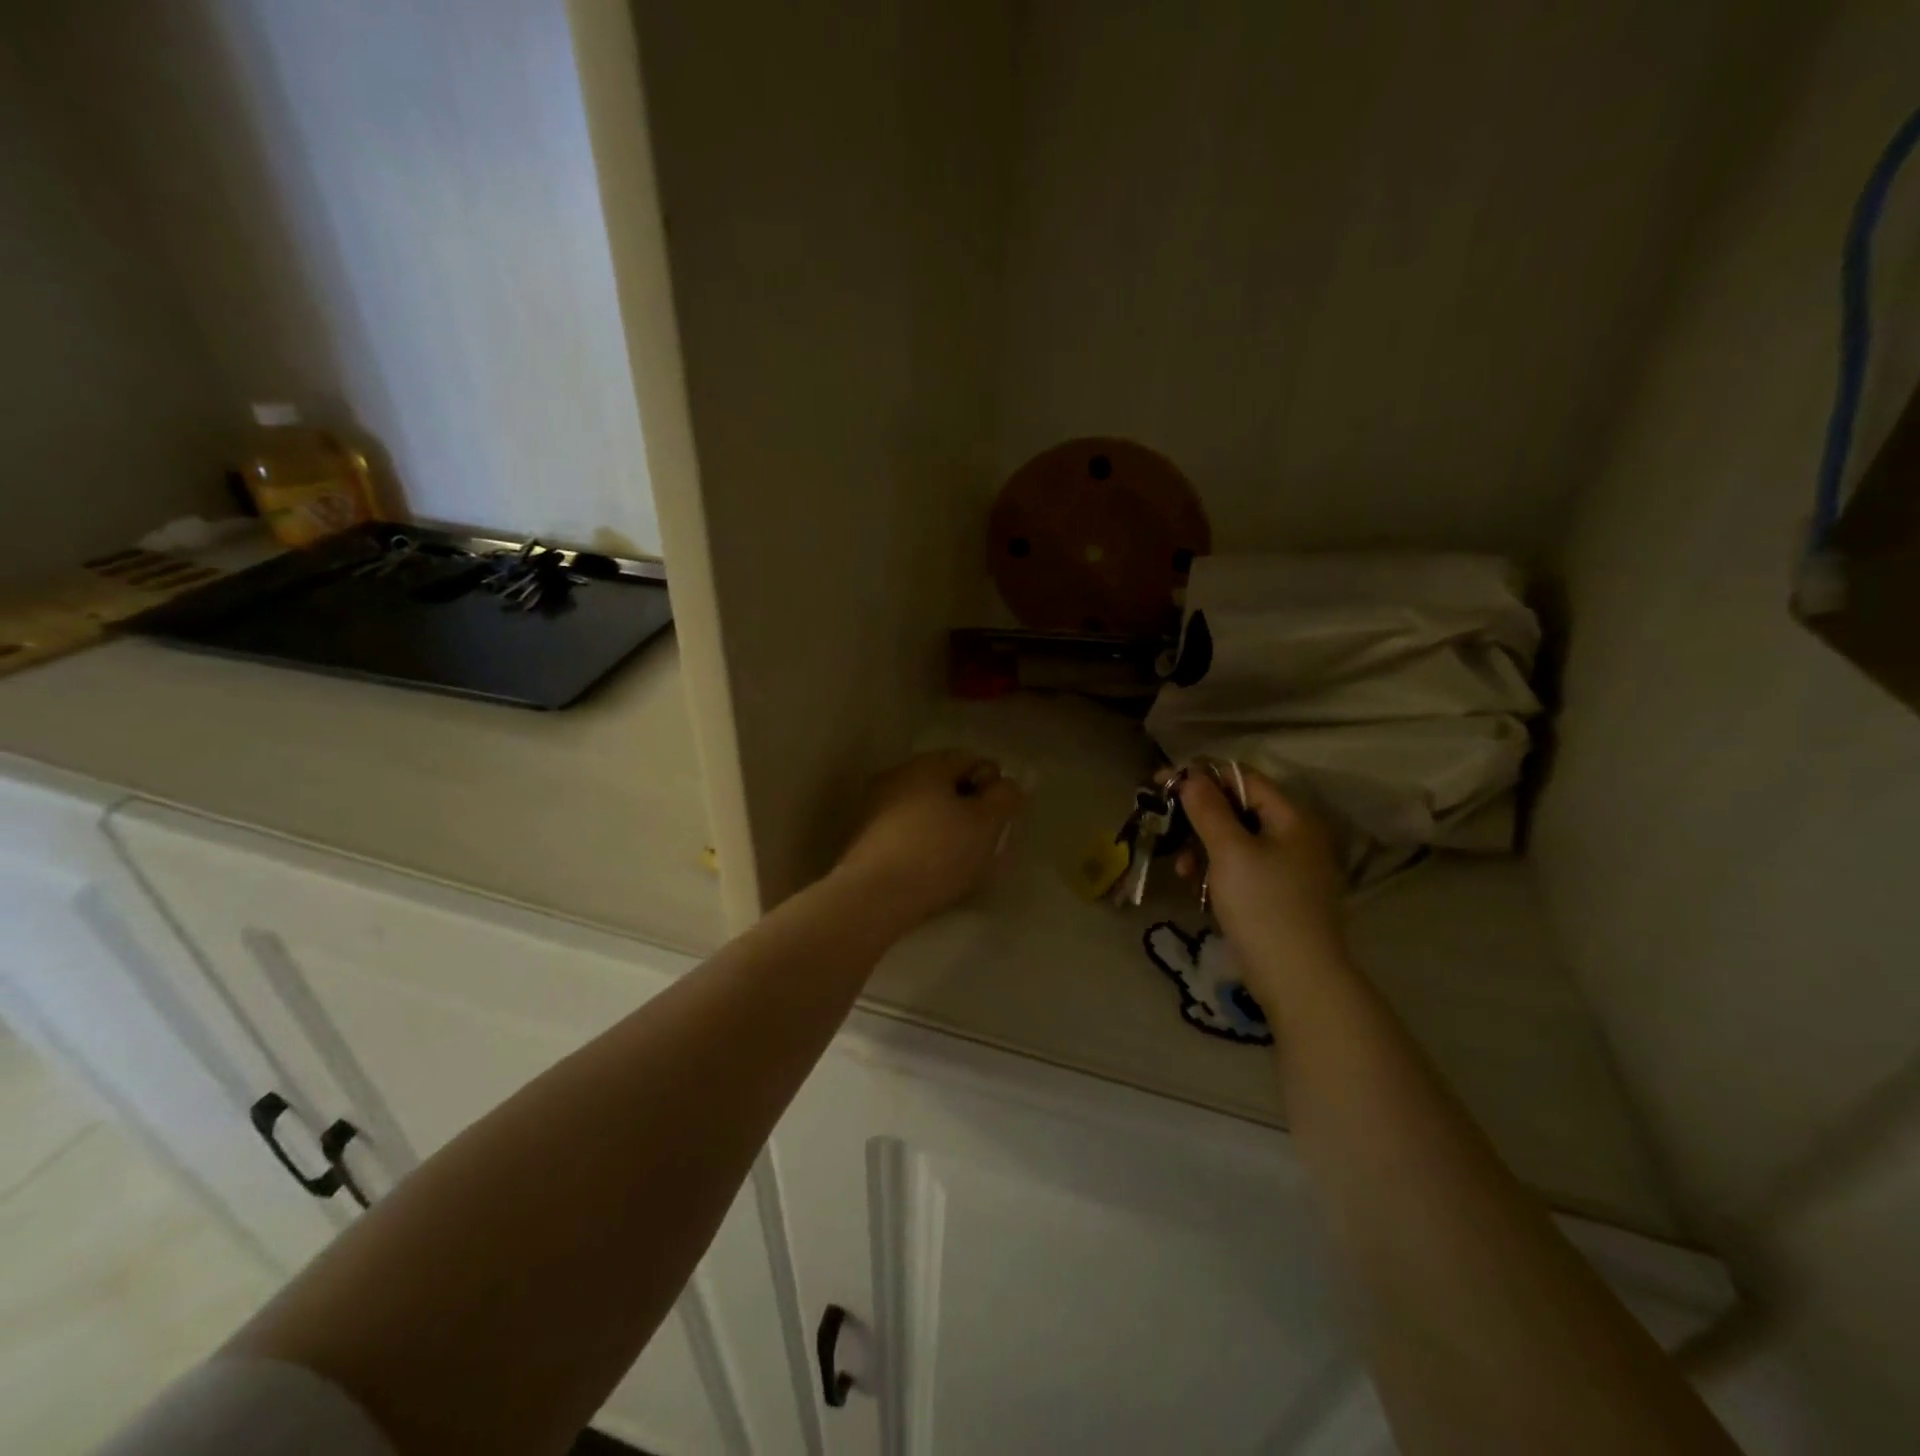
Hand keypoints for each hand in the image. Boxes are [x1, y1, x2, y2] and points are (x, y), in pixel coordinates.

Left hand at [835, 750, 1024, 927]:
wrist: (873, 896)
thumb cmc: (937, 852)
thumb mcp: (986, 823)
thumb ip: (1005, 797)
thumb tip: (1007, 786)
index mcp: (927, 764)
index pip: (971, 759)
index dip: (993, 785)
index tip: (998, 819)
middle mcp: (897, 775)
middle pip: (945, 784)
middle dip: (967, 808)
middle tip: (982, 842)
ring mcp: (874, 805)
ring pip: (923, 810)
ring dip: (943, 828)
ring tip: (957, 862)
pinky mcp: (863, 837)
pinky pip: (904, 832)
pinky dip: (921, 844)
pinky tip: (928, 872)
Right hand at [1174, 765, 1350, 1002]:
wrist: (1298, 979)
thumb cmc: (1263, 906)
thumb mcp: (1229, 852)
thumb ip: (1208, 809)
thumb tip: (1191, 776)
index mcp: (1291, 817)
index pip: (1243, 778)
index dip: (1202, 776)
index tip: (1163, 783)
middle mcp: (1295, 835)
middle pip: (1238, 809)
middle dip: (1198, 818)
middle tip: (1165, 830)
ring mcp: (1289, 867)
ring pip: (1236, 840)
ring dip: (1203, 847)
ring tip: (1182, 871)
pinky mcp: (1279, 894)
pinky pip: (1242, 867)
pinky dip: (1218, 870)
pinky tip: (1199, 888)